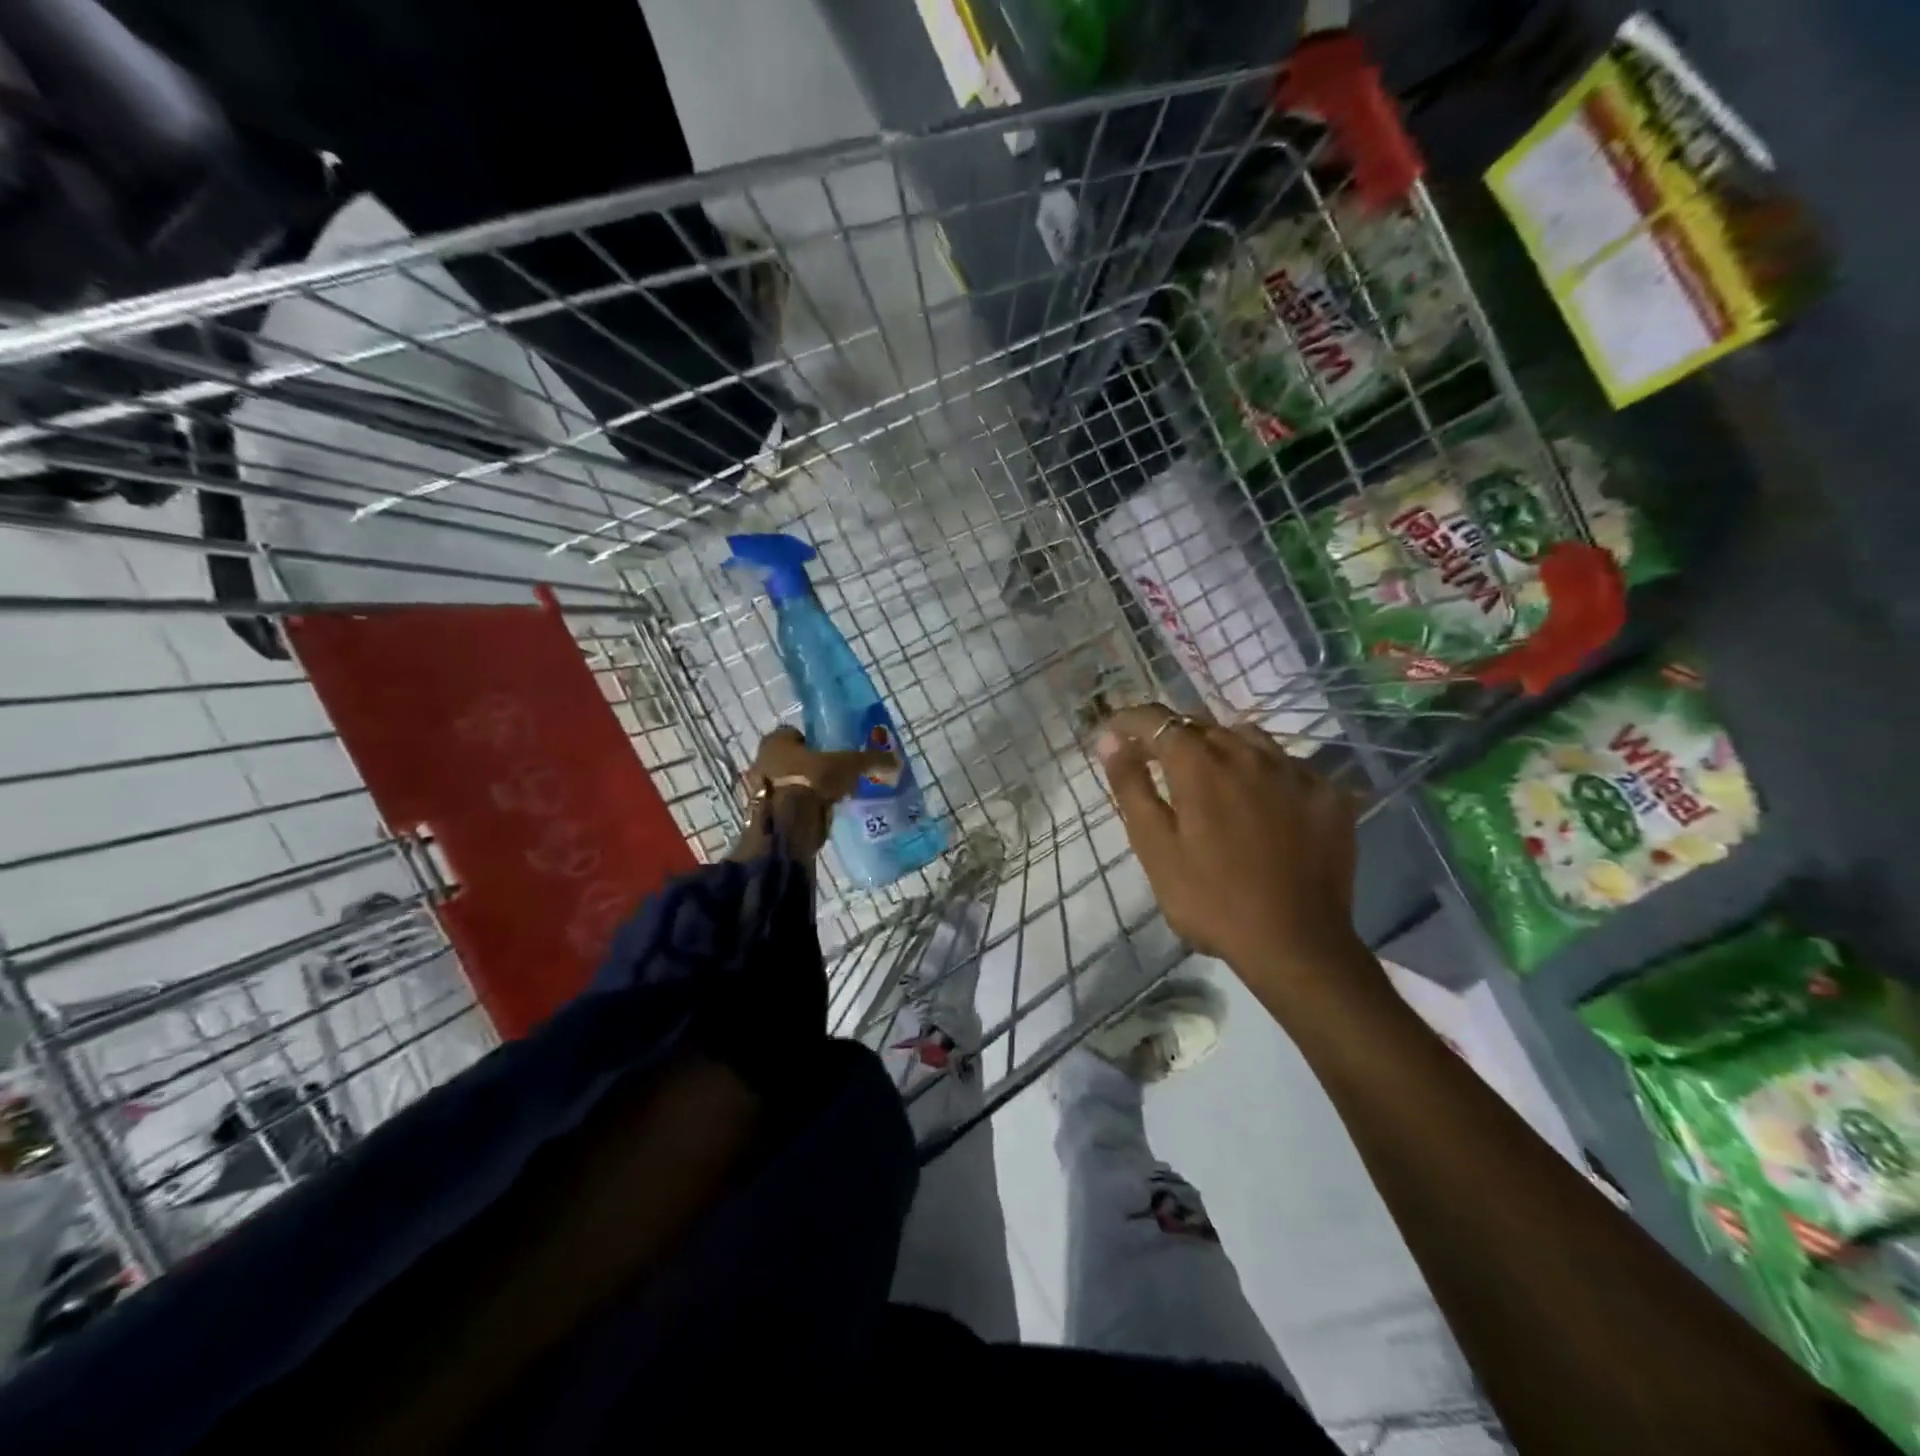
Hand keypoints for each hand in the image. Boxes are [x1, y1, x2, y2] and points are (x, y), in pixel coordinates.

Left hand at [732, 726, 897, 860]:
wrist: (787, 824)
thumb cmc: (812, 780)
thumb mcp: (848, 765)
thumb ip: (870, 760)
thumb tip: (896, 759)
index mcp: (776, 741)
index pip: (796, 734)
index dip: (814, 743)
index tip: (832, 754)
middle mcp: (761, 760)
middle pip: (789, 760)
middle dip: (808, 767)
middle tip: (832, 777)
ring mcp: (757, 790)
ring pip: (785, 784)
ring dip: (802, 790)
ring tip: (827, 799)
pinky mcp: (761, 815)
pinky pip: (784, 807)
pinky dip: (796, 810)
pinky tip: (815, 816)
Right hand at [1096, 706, 1370, 1004]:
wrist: (1296, 944)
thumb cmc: (1210, 900)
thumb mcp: (1155, 847)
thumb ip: (1131, 787)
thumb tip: (1112, 740)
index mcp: (1201, 765)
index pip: (1157, 720)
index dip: (1130, 720)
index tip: (1114, 735)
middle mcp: (1249, 753)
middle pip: (1202, 725)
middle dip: (1172, 736)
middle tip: (1155, 763)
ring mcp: (1295, 770)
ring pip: (1247, 737)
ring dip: (1219, 747)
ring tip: (1209, 776)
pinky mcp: (1328, 794)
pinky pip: (1287, 764)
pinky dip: (1263, 771)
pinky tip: (1261, 802)